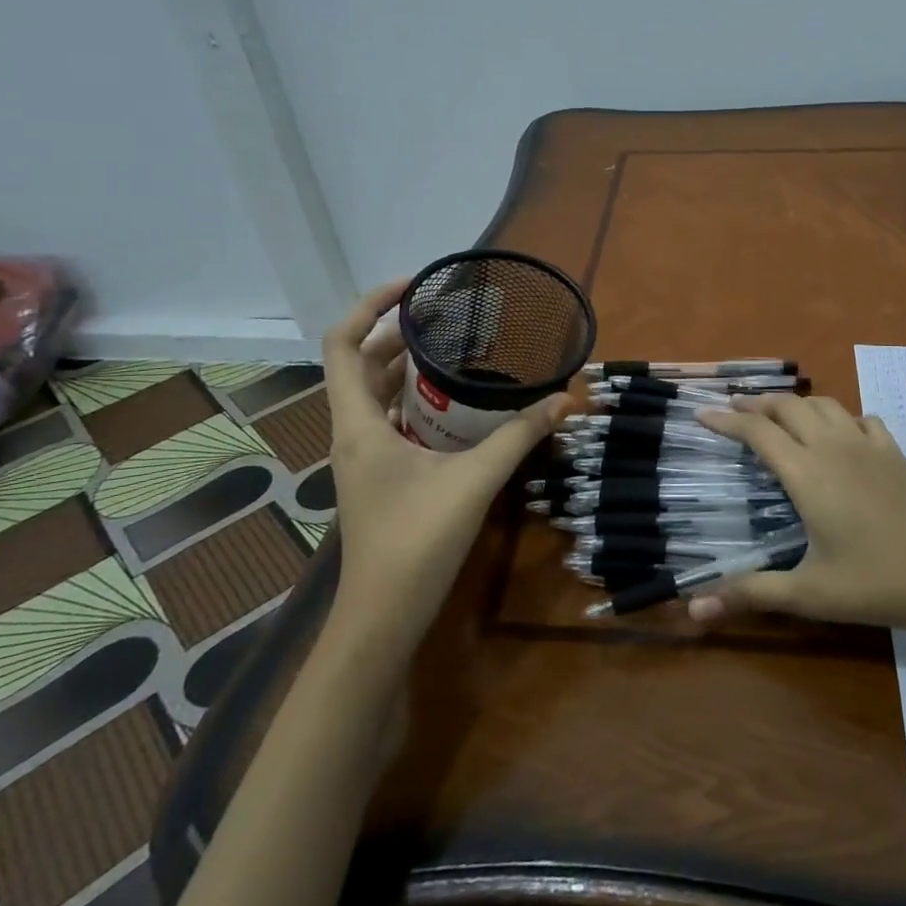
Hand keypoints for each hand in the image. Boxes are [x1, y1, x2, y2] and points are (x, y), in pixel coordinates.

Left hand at [323, 280, 567, 650]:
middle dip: (397, 333)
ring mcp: (363, 456)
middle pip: (360, 363)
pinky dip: (413, 398)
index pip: (342, 344)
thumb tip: (563, 399)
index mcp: (358, 423)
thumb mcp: (474, 480)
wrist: (382, 617)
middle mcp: (353, 432)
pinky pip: (389, 419)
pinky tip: (453, 403)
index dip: (368, 306)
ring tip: (453, 348)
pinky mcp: (378, 475)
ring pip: (374, 393)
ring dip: (405, 366)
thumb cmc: (416, 542)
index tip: (412, 288)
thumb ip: (519, 436)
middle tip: (447, 316)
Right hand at [692, 395, 905, 634]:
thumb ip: (752, 593)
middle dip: (756, 403)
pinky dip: (840, 417)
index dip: (726, 420)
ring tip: (778, 415)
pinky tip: (840, 434)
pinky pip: (862, 419)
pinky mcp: (896, 453)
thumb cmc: (879, 583)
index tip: (701, 413)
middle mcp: (833, 447)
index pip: (757, 432)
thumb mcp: (810, 594)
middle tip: (734, 410)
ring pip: (824, 404)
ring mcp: (869, 446)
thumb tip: (694, 610)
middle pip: (788, 406)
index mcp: (808, 473)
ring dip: (794, 403)